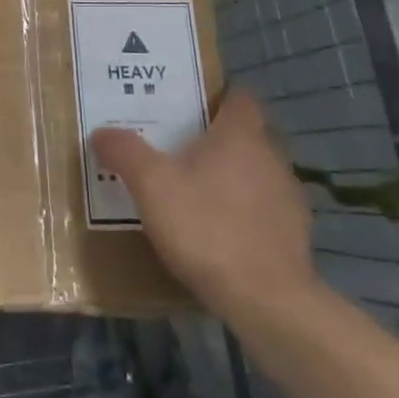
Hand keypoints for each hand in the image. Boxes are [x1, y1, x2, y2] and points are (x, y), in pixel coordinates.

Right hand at [90, 88, 317, 317]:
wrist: (266, 301)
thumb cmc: (206, 227)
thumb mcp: (150, 185)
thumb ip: (125, 152)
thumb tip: (102, 132)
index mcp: (241, 136)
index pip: (239, 97)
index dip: (216, 96)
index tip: (189, 105)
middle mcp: (272, 157)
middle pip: (247, 135)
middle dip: (217, 138)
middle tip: (179, 148)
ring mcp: (289, 198)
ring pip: (257, 173)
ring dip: (233, 177)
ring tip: (195, 192)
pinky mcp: (296, 236)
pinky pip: (265, 209)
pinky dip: (244, 212)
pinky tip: (218, 232)